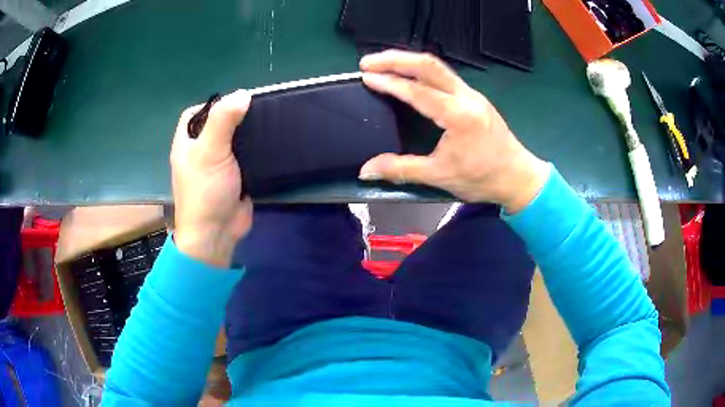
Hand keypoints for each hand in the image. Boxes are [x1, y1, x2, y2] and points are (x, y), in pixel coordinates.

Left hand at [170, 90, 252, 266]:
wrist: (216, 234)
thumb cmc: (206, 191)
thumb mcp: (210, 151)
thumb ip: (223, 120)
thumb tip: (242, 94)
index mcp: (187, 143)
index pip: (194, 113)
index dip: (211, 104)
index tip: (234, 102)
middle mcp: (200, 152)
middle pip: (216, 125)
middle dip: (234, 117)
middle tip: (258, 111)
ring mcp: (217, 166)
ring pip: (232, 141)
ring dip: (247, 134)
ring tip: (269, 124)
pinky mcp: (234, 178)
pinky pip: (244, 158)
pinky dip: (255, 151)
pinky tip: (270, 144)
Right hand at [358, 50, 549, 212]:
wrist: (518, 177)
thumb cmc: (483, 178)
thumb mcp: (440, 176)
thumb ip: (401, 169)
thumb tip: (366, 170)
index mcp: (459, 116)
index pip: (418, 91)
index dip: (389, 82)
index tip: (366, 76)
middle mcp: (466, 97)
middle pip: (428, 65)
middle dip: (395, 59)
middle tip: (369, 61)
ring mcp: (472, 94)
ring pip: (438, 67)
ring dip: (408, 61)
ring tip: (383, 63)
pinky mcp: (474, 97)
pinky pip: (445, 75)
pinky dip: (422, 70)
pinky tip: (409, 75)